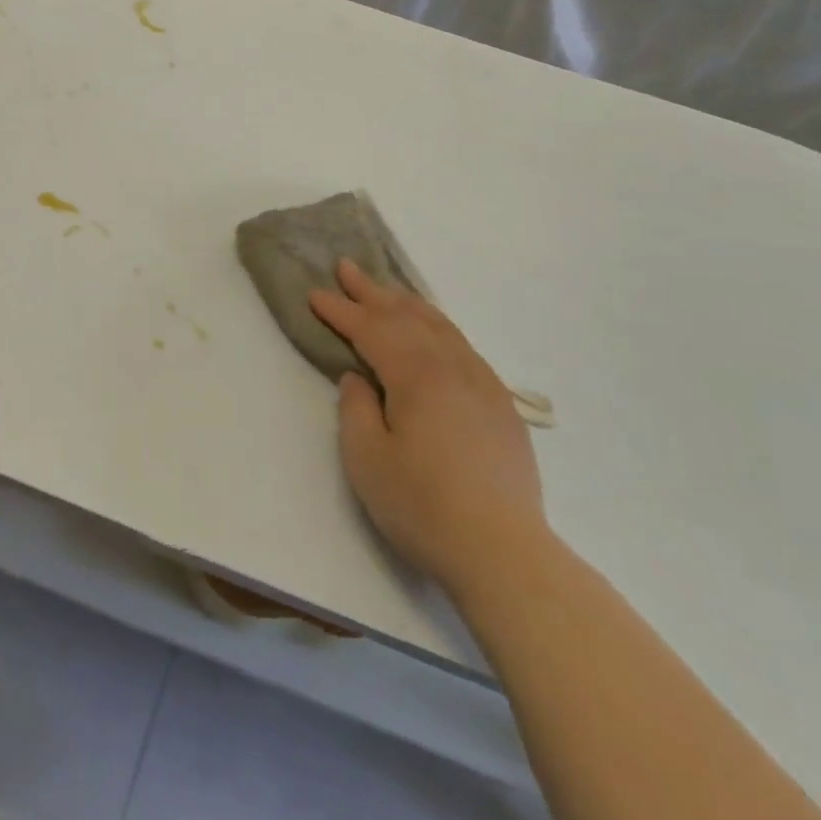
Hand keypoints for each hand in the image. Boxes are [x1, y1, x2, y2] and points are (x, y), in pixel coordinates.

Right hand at [310, 260, 546, 593]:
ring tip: (386, 289)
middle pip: (405, 316)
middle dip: (371, 291)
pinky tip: (433, 331)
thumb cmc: (424, 507)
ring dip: (406, 302)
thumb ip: (356, 409)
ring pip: (438, 325)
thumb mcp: (367, 460)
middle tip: (346, 266)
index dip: (340, 310)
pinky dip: (438, 326)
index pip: (370, 329)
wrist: (505, 552)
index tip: (315, 293)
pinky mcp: (500, 403)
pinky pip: (462, 345)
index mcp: (416, 375)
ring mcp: (481, 382)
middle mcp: (451, 365)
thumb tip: (359, 378)